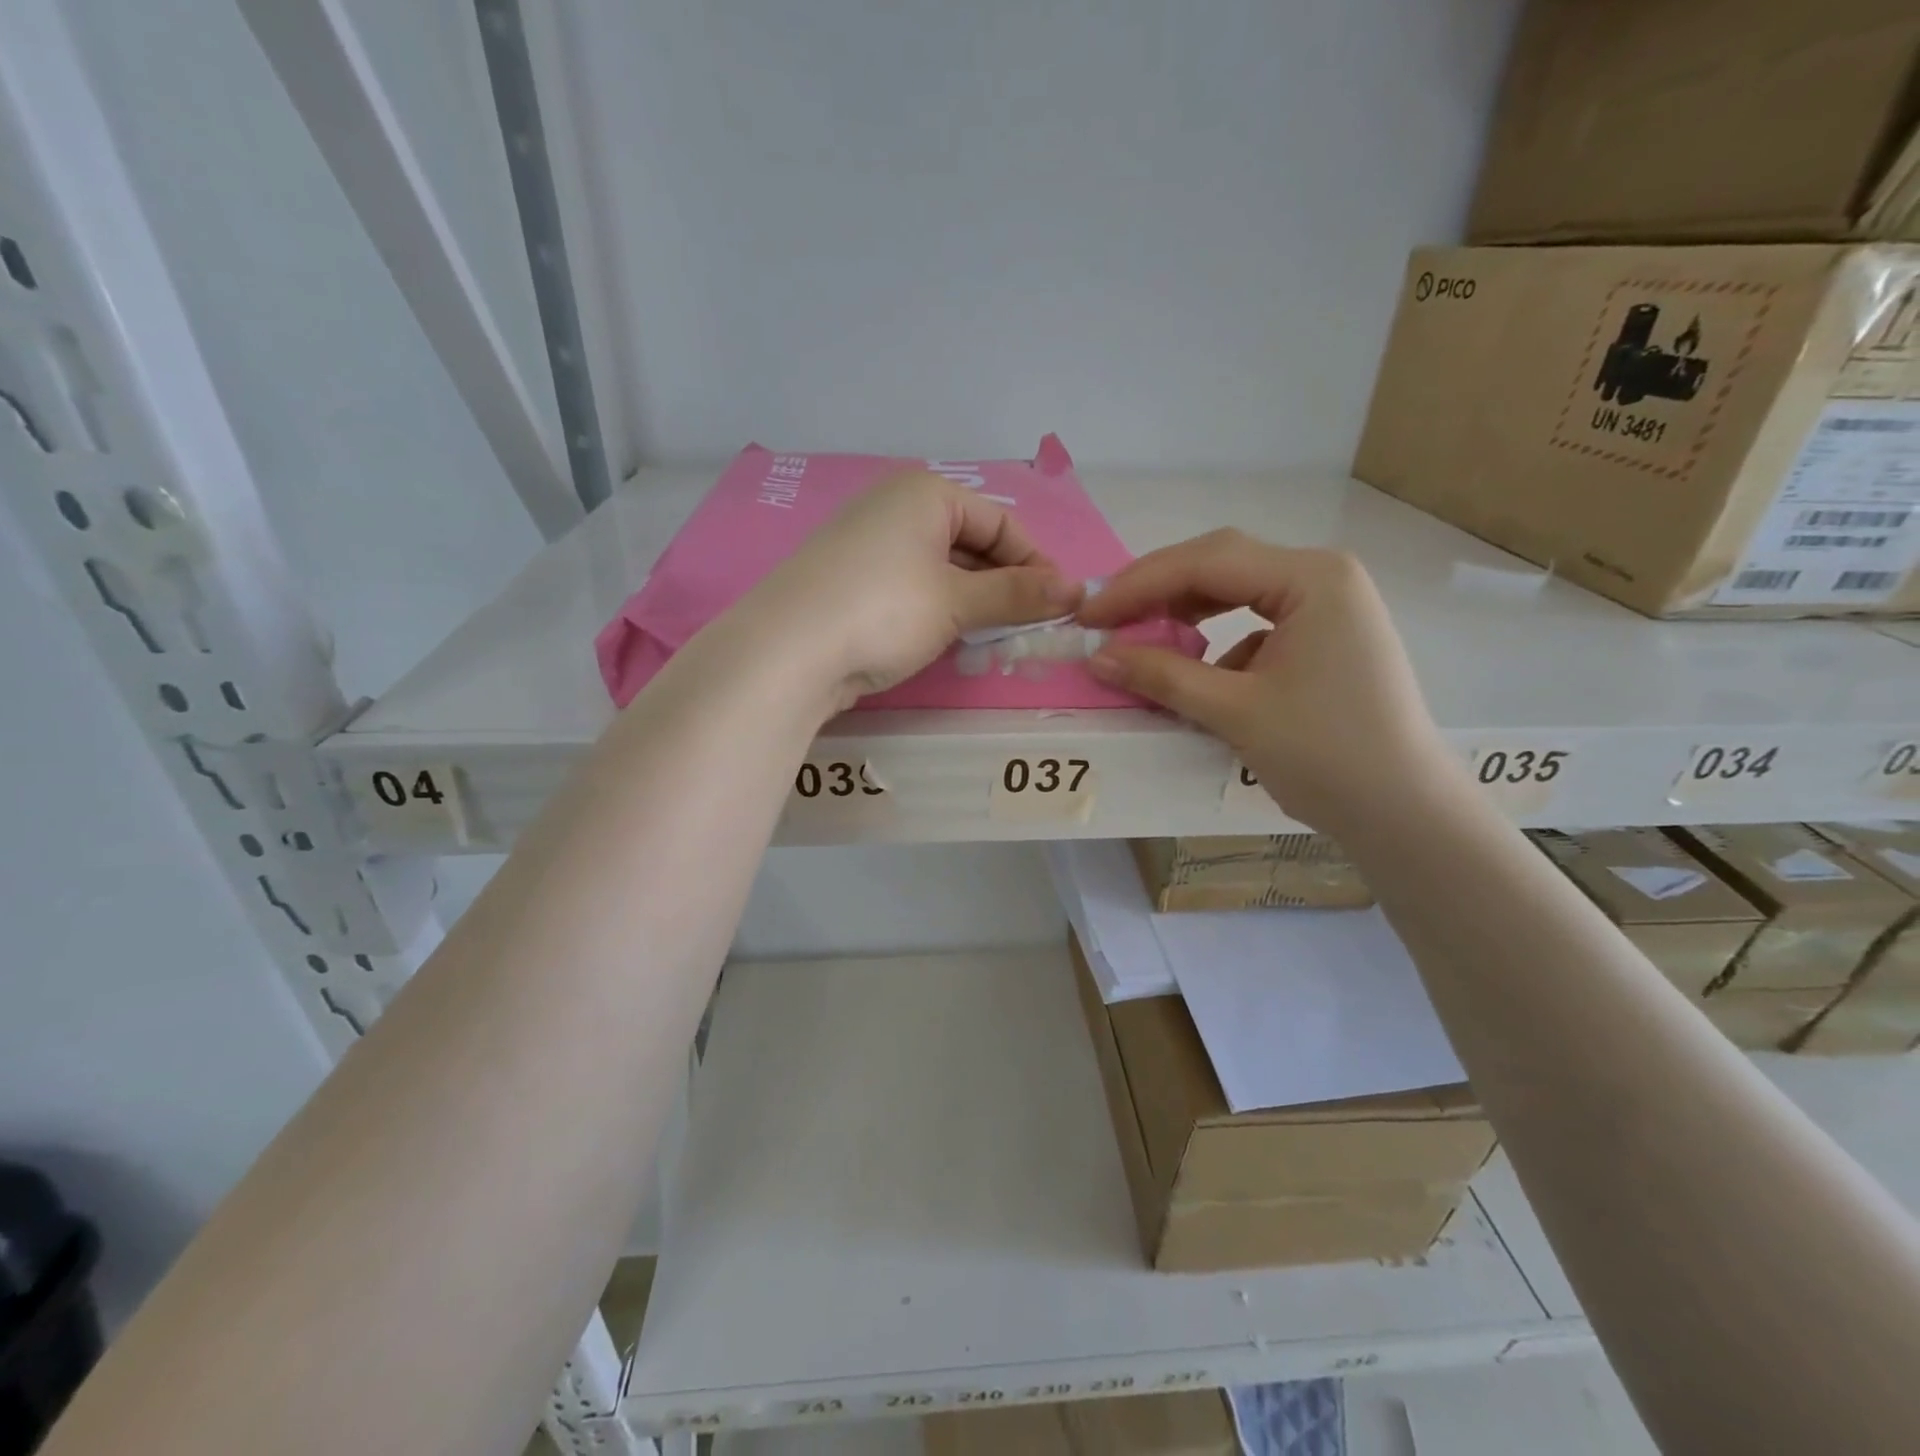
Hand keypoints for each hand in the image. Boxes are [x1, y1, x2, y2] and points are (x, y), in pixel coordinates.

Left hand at [747, 471, 1081, 707]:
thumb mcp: (957, 602)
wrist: (786, 652)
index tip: (1059, 605)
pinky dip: (937, 611)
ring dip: (973, 603)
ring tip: (993, 639)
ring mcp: (867, 545)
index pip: (1000, 523)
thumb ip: (1017, 595)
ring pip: (941, 570)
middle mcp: (894, 508)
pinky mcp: (850, 583)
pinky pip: (911, 589)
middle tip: (1028, 628)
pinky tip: (948, 641)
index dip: (1035, 564)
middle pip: (970, 544)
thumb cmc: (884, 610)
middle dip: (1003, 586)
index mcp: (924, 493)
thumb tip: (1077, 592)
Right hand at [1078, 530, 1451, 831]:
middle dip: (1157, 592)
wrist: (1404, 814)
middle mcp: (1322, 577)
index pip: (1206, 562)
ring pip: (1236, 592)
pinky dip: (1214, 641)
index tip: (1088, 617)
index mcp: (1311, 578)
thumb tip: (1097, 657)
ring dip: (1184, 613)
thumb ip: (1163, 676)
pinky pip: (1254, 623)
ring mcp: (1326, 606)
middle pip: (1221, 565)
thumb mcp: (1235, 712)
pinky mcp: (1323, 639)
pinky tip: (1195, 670)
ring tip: (1140, 636)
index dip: (1138, 586)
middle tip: (1105, 620)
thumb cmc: (1327, 755)